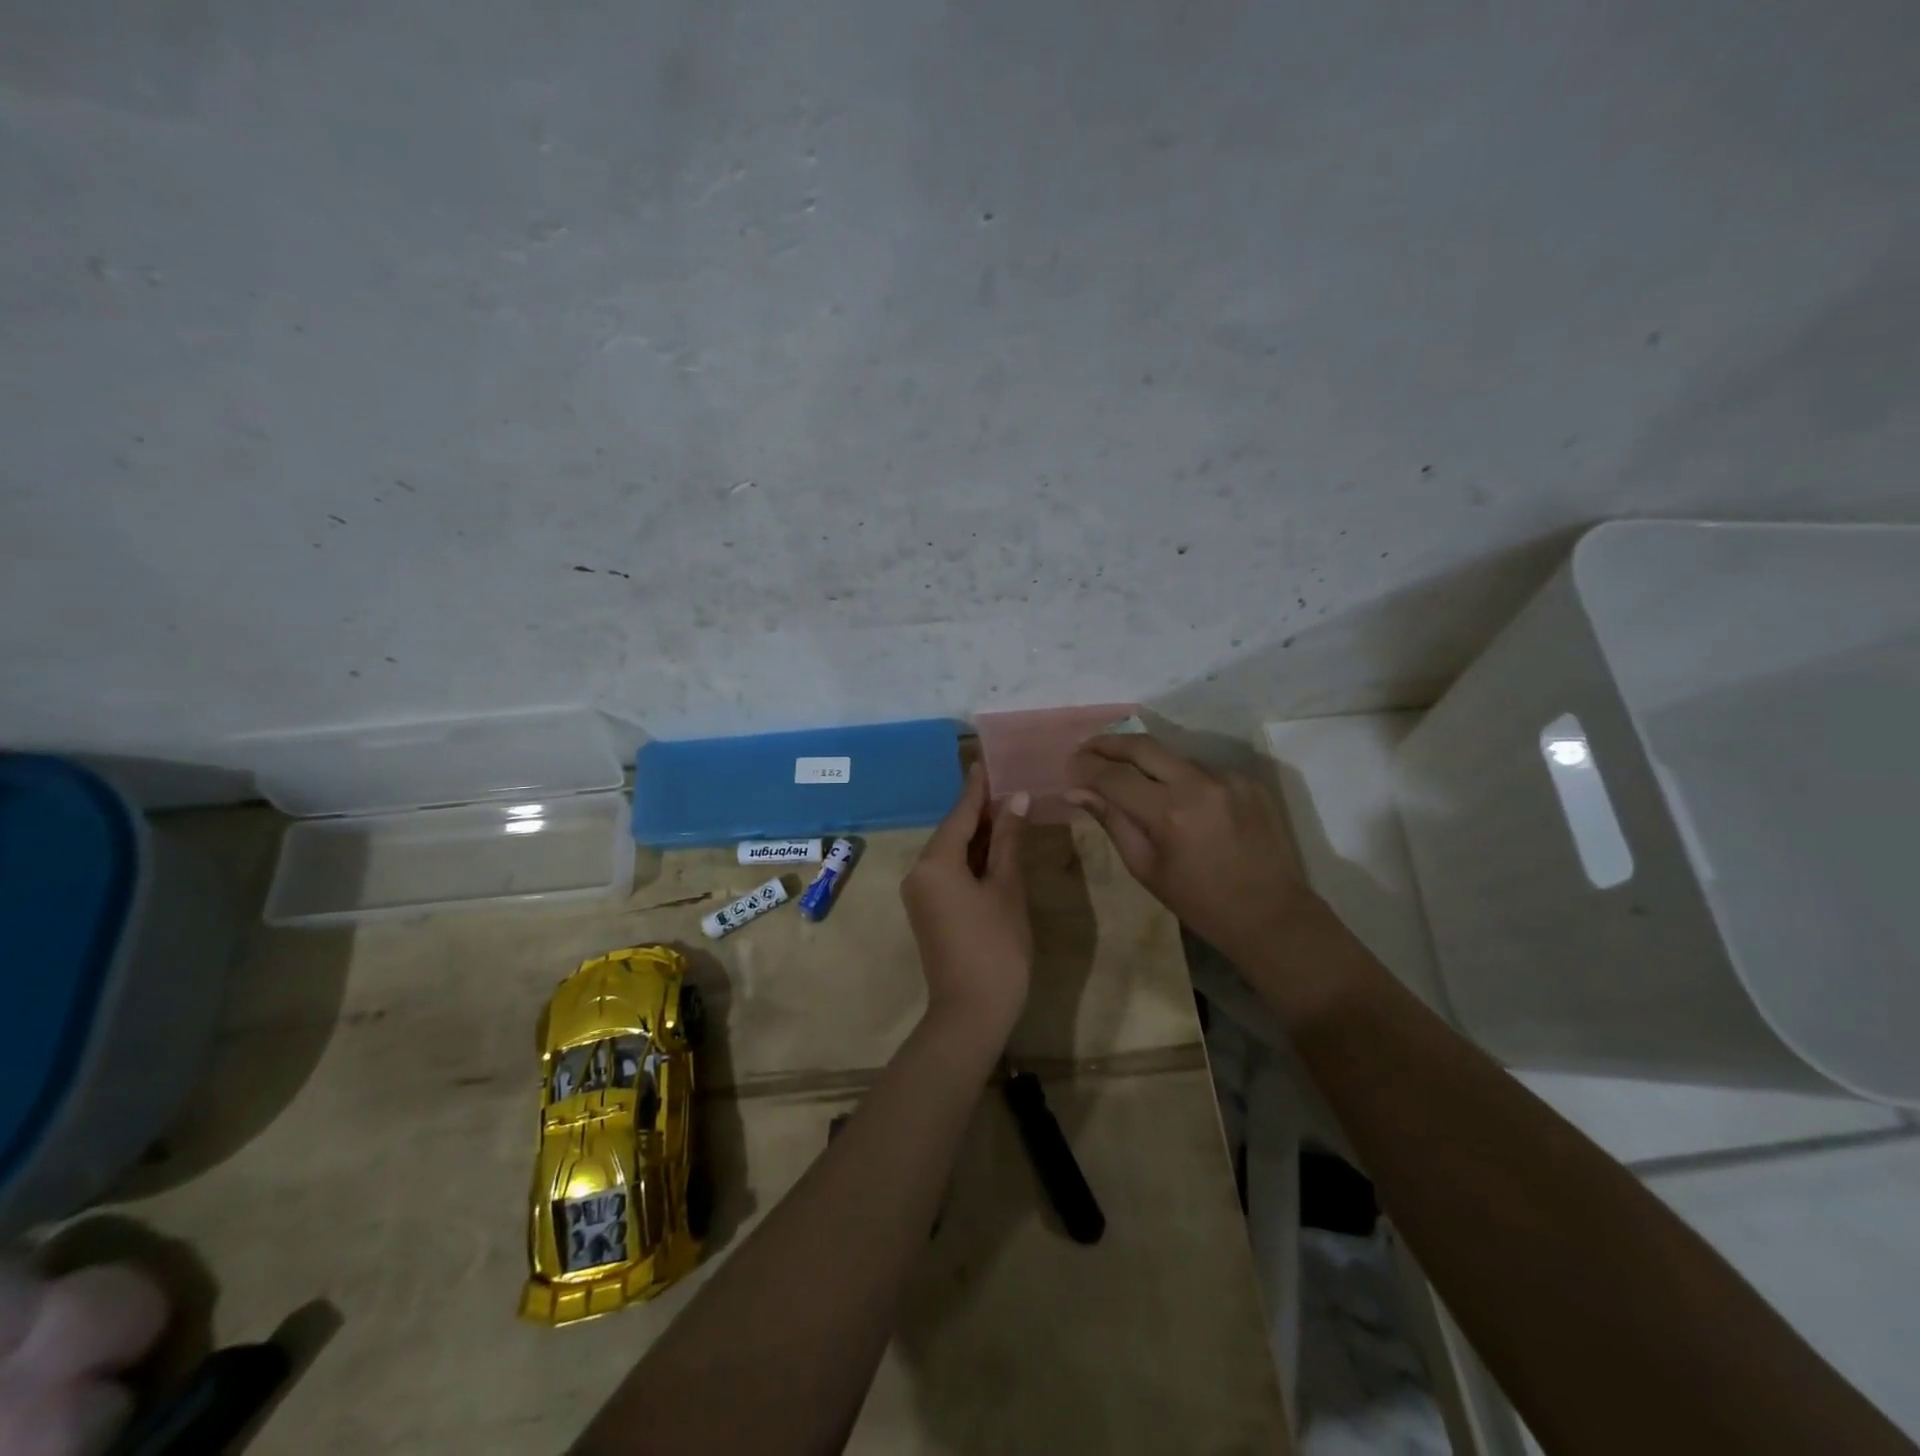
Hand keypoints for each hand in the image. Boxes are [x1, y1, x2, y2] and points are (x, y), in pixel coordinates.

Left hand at [901, 765, 1031, 1046]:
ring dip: (978, 836)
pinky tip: (995, 850)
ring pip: (951, 853)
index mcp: (935, 862)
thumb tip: (1015, 799)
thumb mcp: (1007, 889)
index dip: (977, 788)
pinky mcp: (928, 911)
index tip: (985, 761)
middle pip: (952, 832)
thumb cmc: (996, 947)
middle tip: (1008, 785)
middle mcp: (919, 872)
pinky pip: (948, 872)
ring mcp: (920, 893)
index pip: (959, 814)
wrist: (971, 1012)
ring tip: (1008, 811)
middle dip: (980, 812)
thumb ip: (1008, 841)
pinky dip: (971, 859)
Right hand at [1067, 735, 1312, 964]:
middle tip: (1086, 748)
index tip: (1069, 765)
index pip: (1114, 775)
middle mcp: (1199, 784)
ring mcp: (1227, 777)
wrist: (1270, 914)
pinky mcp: (1247, 779)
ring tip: (1126, 774)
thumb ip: (1111, 821)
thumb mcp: (1145, 867)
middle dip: (1108, 743)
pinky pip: (1201, 769)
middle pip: (1142, 745)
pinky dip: (1180, 777)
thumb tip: (1074, 791)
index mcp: (1169, 813)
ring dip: (1145, 761)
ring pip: (1173, 756)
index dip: (1086, 766)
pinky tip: (1175, 796)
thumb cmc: (1199, 902)